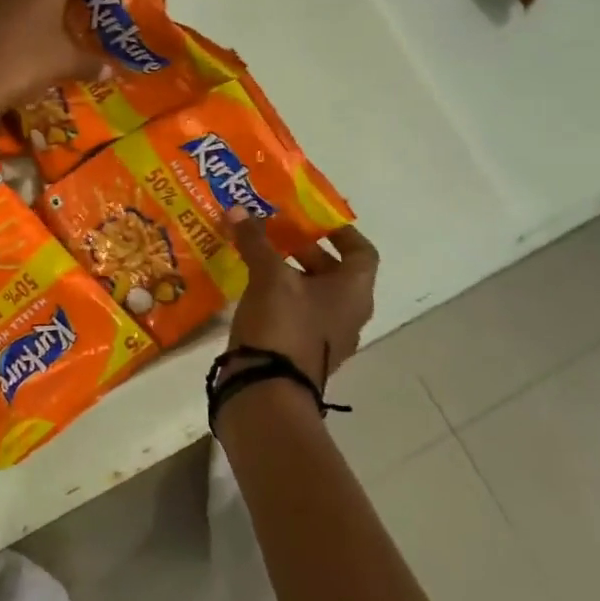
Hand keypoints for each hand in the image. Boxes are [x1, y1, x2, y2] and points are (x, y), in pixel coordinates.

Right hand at [226, 211, 380, 389]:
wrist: (266, 392)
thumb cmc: (283, 326)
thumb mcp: (269, 276)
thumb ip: (256, 241)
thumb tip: (238, 208)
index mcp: (353, 293)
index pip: (362, 252)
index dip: (339, 232)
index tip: (311, 218)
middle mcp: (347, 314)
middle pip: (333, 271)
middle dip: (303, 248)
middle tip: (272, 232)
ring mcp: (325, 337)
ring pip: (311, 293)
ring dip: (287, 272)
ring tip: (255, 256)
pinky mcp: (301, 351)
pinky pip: (295, 314)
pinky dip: (277, 296)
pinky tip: (250, 288)